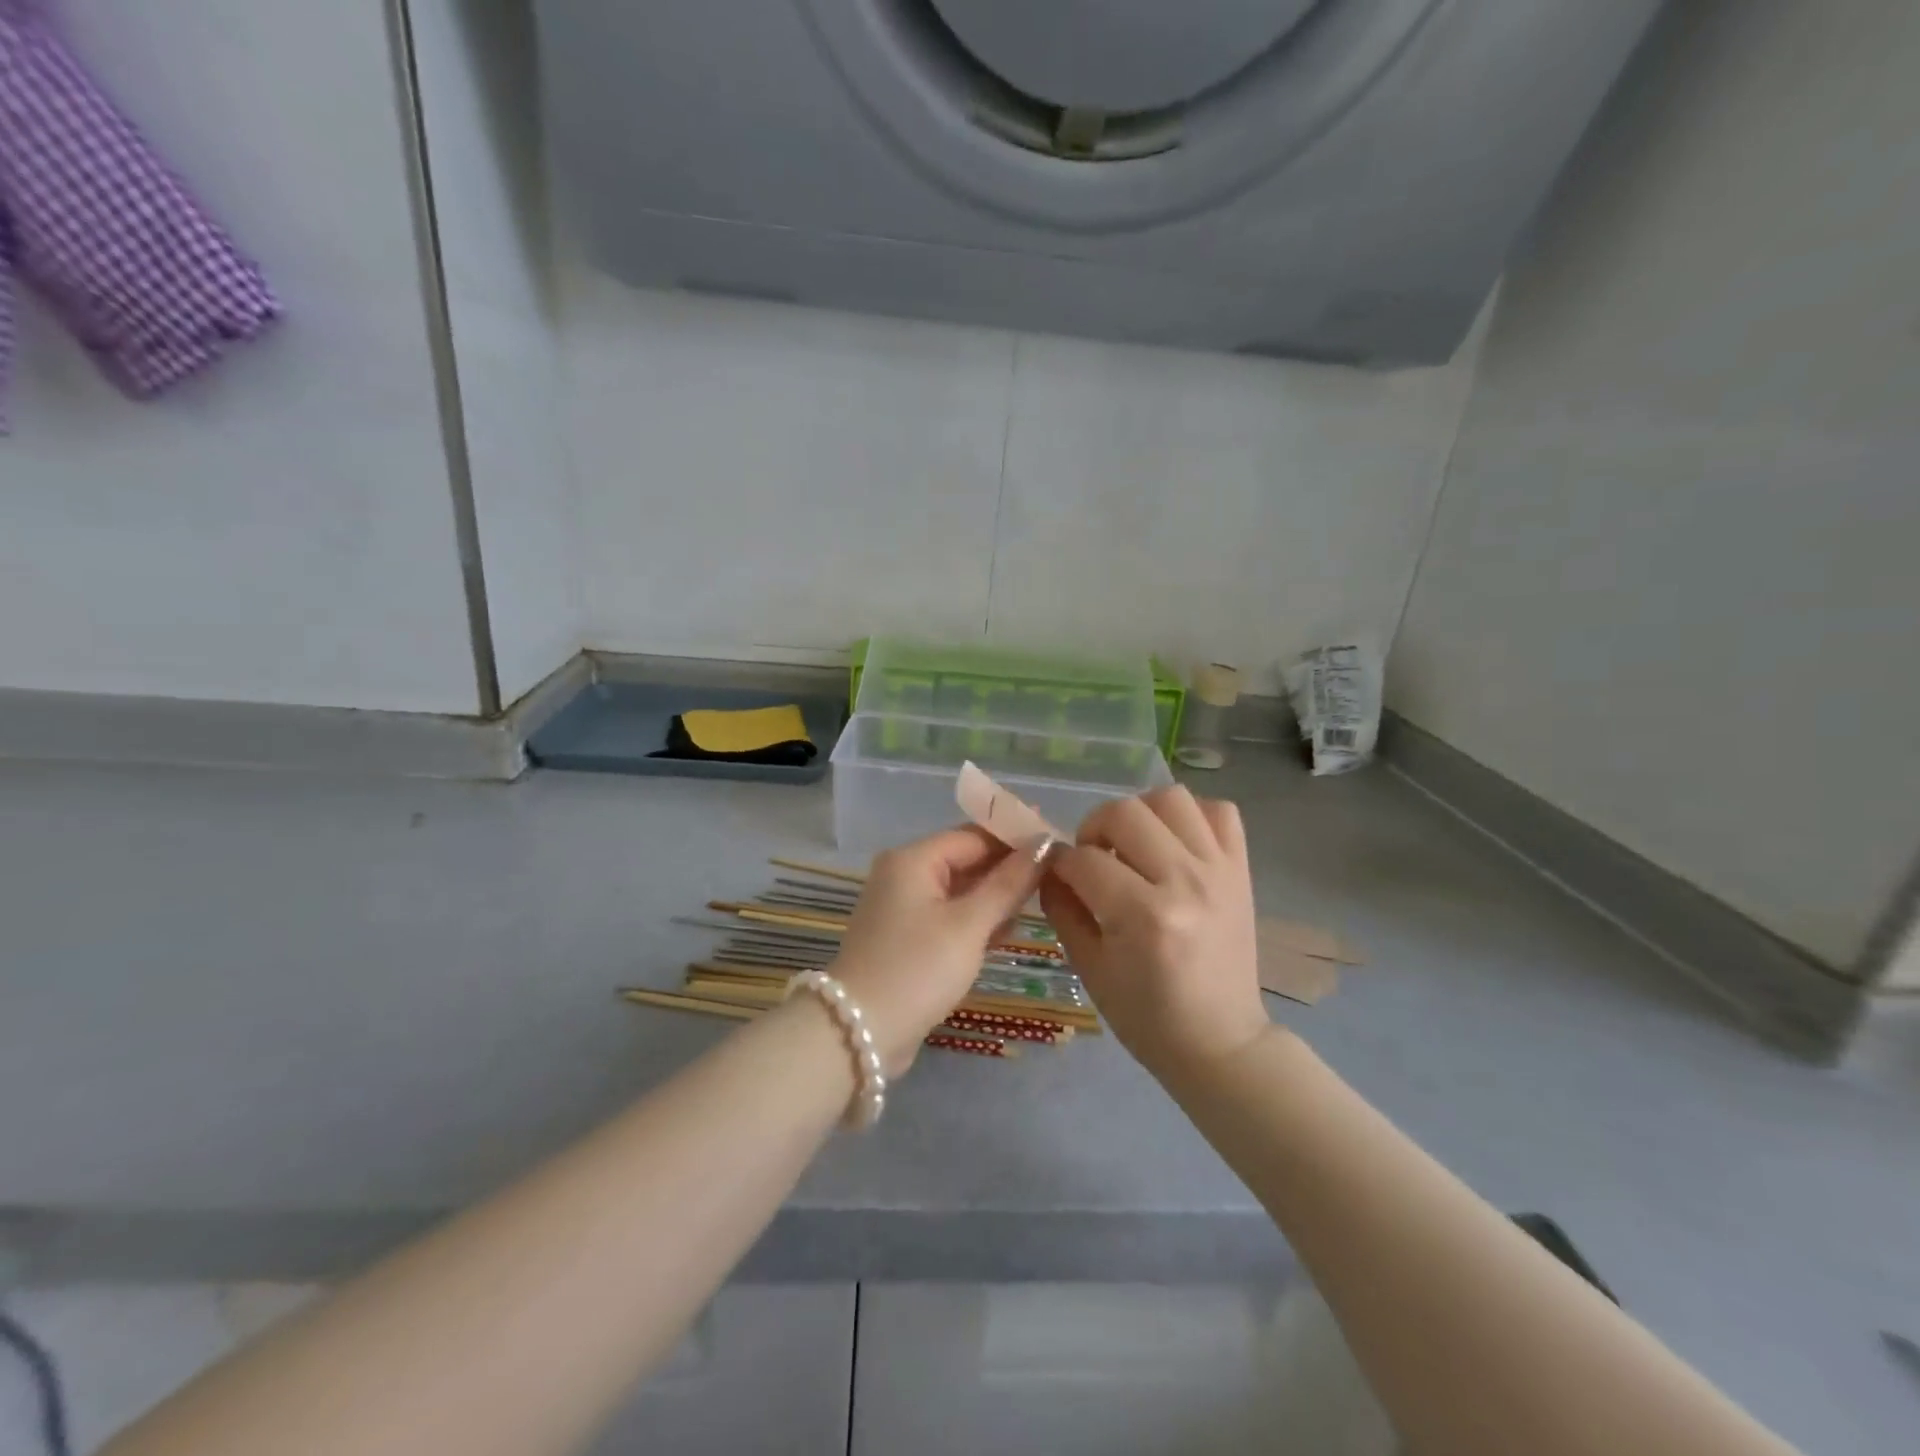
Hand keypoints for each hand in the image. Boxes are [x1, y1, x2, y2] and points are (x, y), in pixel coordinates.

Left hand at [830, 826, 1045, 1074]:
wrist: (860, 1032)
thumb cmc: (917, 969)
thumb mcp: (969, 924)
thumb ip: (1009, 883)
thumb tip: (1045, 844)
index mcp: (913, 859)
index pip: (974, 835)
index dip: (1015, 837)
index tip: (1057, 845)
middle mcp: (904, 874)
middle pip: (966, 859)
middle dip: (1008, 867)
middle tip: (1056, 876)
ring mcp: (903, 907)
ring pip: (960, 889)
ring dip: (996, 895)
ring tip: (1043, 900)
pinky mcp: (906, 937)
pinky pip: (949, 915)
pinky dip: (976, 919)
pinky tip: (1009, 929)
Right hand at [1040, 786, 1268, 1077]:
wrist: (1221, 1042)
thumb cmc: (1147, 1017)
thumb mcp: (1089, 969)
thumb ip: (1063, 909)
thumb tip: (1048, 866)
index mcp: (1144, 916)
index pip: (1084, 859)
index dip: (1059, 863)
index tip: (1057, 875)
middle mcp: (1185, 882)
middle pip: (1125, 813)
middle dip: (1093, 828)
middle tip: (1092, 857)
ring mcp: (1219, 871)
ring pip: (1172, 798)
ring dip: (1140, 813)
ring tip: (1133, 843)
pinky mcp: (1241, 870)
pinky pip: (1221, 811)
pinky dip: (1192, 816)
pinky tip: (1175, 842)